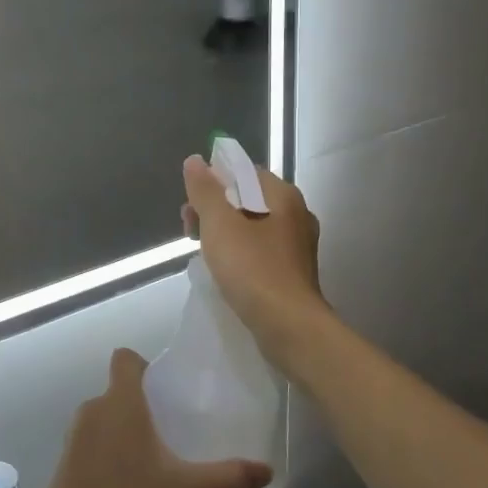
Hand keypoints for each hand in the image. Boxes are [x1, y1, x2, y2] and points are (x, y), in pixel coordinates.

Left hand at [34, 349, 271, 487]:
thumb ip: (227, 478)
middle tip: (172, 430)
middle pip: (119, 390)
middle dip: (143, 404)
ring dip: (125, 430)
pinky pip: (91, 442)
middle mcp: (93, 409)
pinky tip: (128, 484)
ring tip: (153, 459)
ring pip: (105, 418)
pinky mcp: (64, 462)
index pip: (125, 358)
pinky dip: (108, 452)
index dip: (145, 366)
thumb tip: (267, 471)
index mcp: (120, 402)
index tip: (167, 390)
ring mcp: (74, 436)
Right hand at [180, 156, 326, 351]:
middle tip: (190, 230)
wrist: (289, 326)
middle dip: (214, 209)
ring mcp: (297, 245)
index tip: (191, 204)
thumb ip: (205, 191)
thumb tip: (195, 160)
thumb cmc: (253, 269)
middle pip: (247, 198)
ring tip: (202, 251)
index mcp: (283, 196)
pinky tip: (224, 269)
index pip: (244, 172)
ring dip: (224, 232)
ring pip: (253, 226)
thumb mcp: (219, 224)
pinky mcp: (293, 271)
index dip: (213, 182)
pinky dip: (239, 252)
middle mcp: (296, 214)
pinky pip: (260, 250)